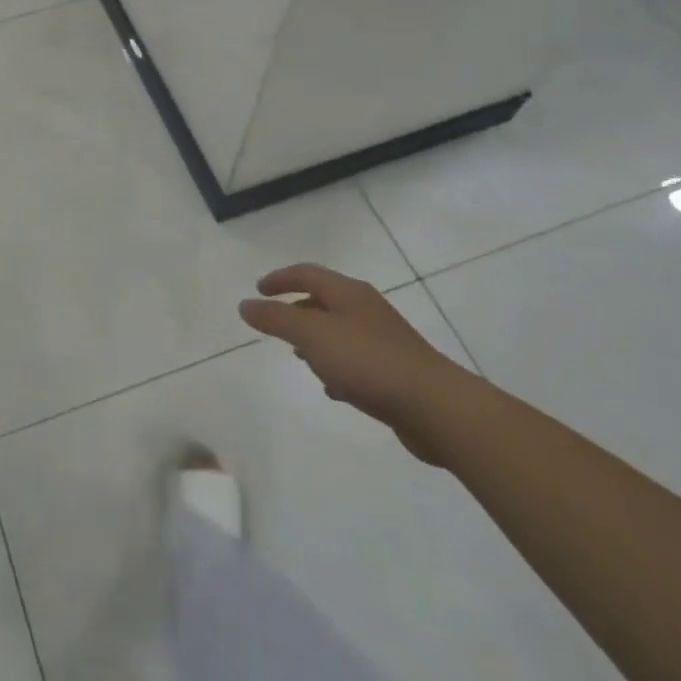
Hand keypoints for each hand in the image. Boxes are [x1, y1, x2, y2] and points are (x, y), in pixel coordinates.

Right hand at [239, 264, 472, 462]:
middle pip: (325, 299)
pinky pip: (356, 359)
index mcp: (347, 293)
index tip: (258, 290)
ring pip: (340, 330)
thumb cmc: (367, 361)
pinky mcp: (395, 370)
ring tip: (298, 356)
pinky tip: (331, 388)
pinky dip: (336, 365)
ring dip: (316, 339)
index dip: (280, 279)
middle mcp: (366, 309)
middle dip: (297, 308)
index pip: (307, 273)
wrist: (435, 406)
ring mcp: (384, 339)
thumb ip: (276, 319)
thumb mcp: (311, 335)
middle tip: (275, 322)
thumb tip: (245, 304)